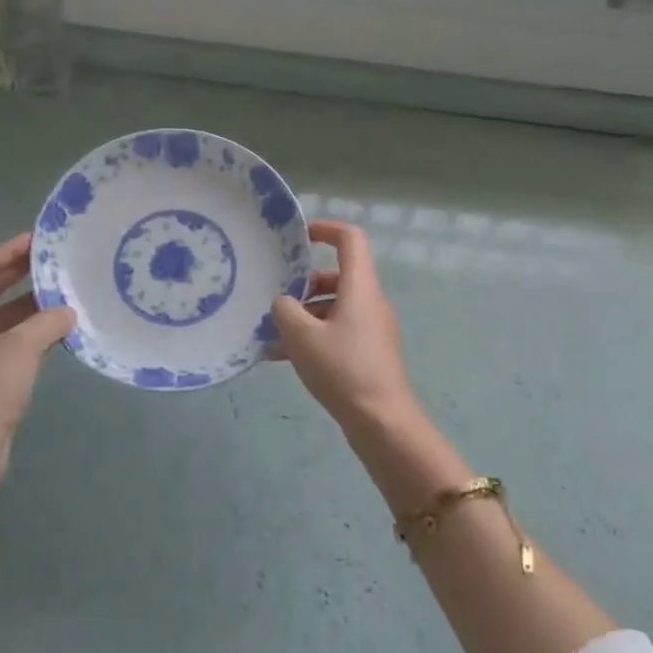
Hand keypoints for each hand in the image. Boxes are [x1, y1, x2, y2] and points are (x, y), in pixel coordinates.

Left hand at [0, 234, 75, 483]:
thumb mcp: (20, 348)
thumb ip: (47, 322)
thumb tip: (68, 311)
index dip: (6, 252)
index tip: (35, 241)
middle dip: (19, 275)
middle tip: (52, 262)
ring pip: (1, 319)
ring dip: (29, 306)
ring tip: (63, 294)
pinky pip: (7, 343)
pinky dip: (29, 333)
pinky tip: (58, 331)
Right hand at [271, 221, 417, 434]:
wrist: (382, 422)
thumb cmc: (343, 369)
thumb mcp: (302, 336)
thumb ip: (285, 310)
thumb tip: (283, 303)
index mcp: (360, 287)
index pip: (350, 239)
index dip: (325, 229)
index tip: (298, 237)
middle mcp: (369, 301)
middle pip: (336, 276)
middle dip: (302, 284)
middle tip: (275, 297)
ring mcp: (371, 328)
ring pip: (332, 308)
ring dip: (302, 316)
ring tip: (269, 336)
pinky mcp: (368, 353)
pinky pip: (336, 332)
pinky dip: (312, 338)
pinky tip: (281, 358)